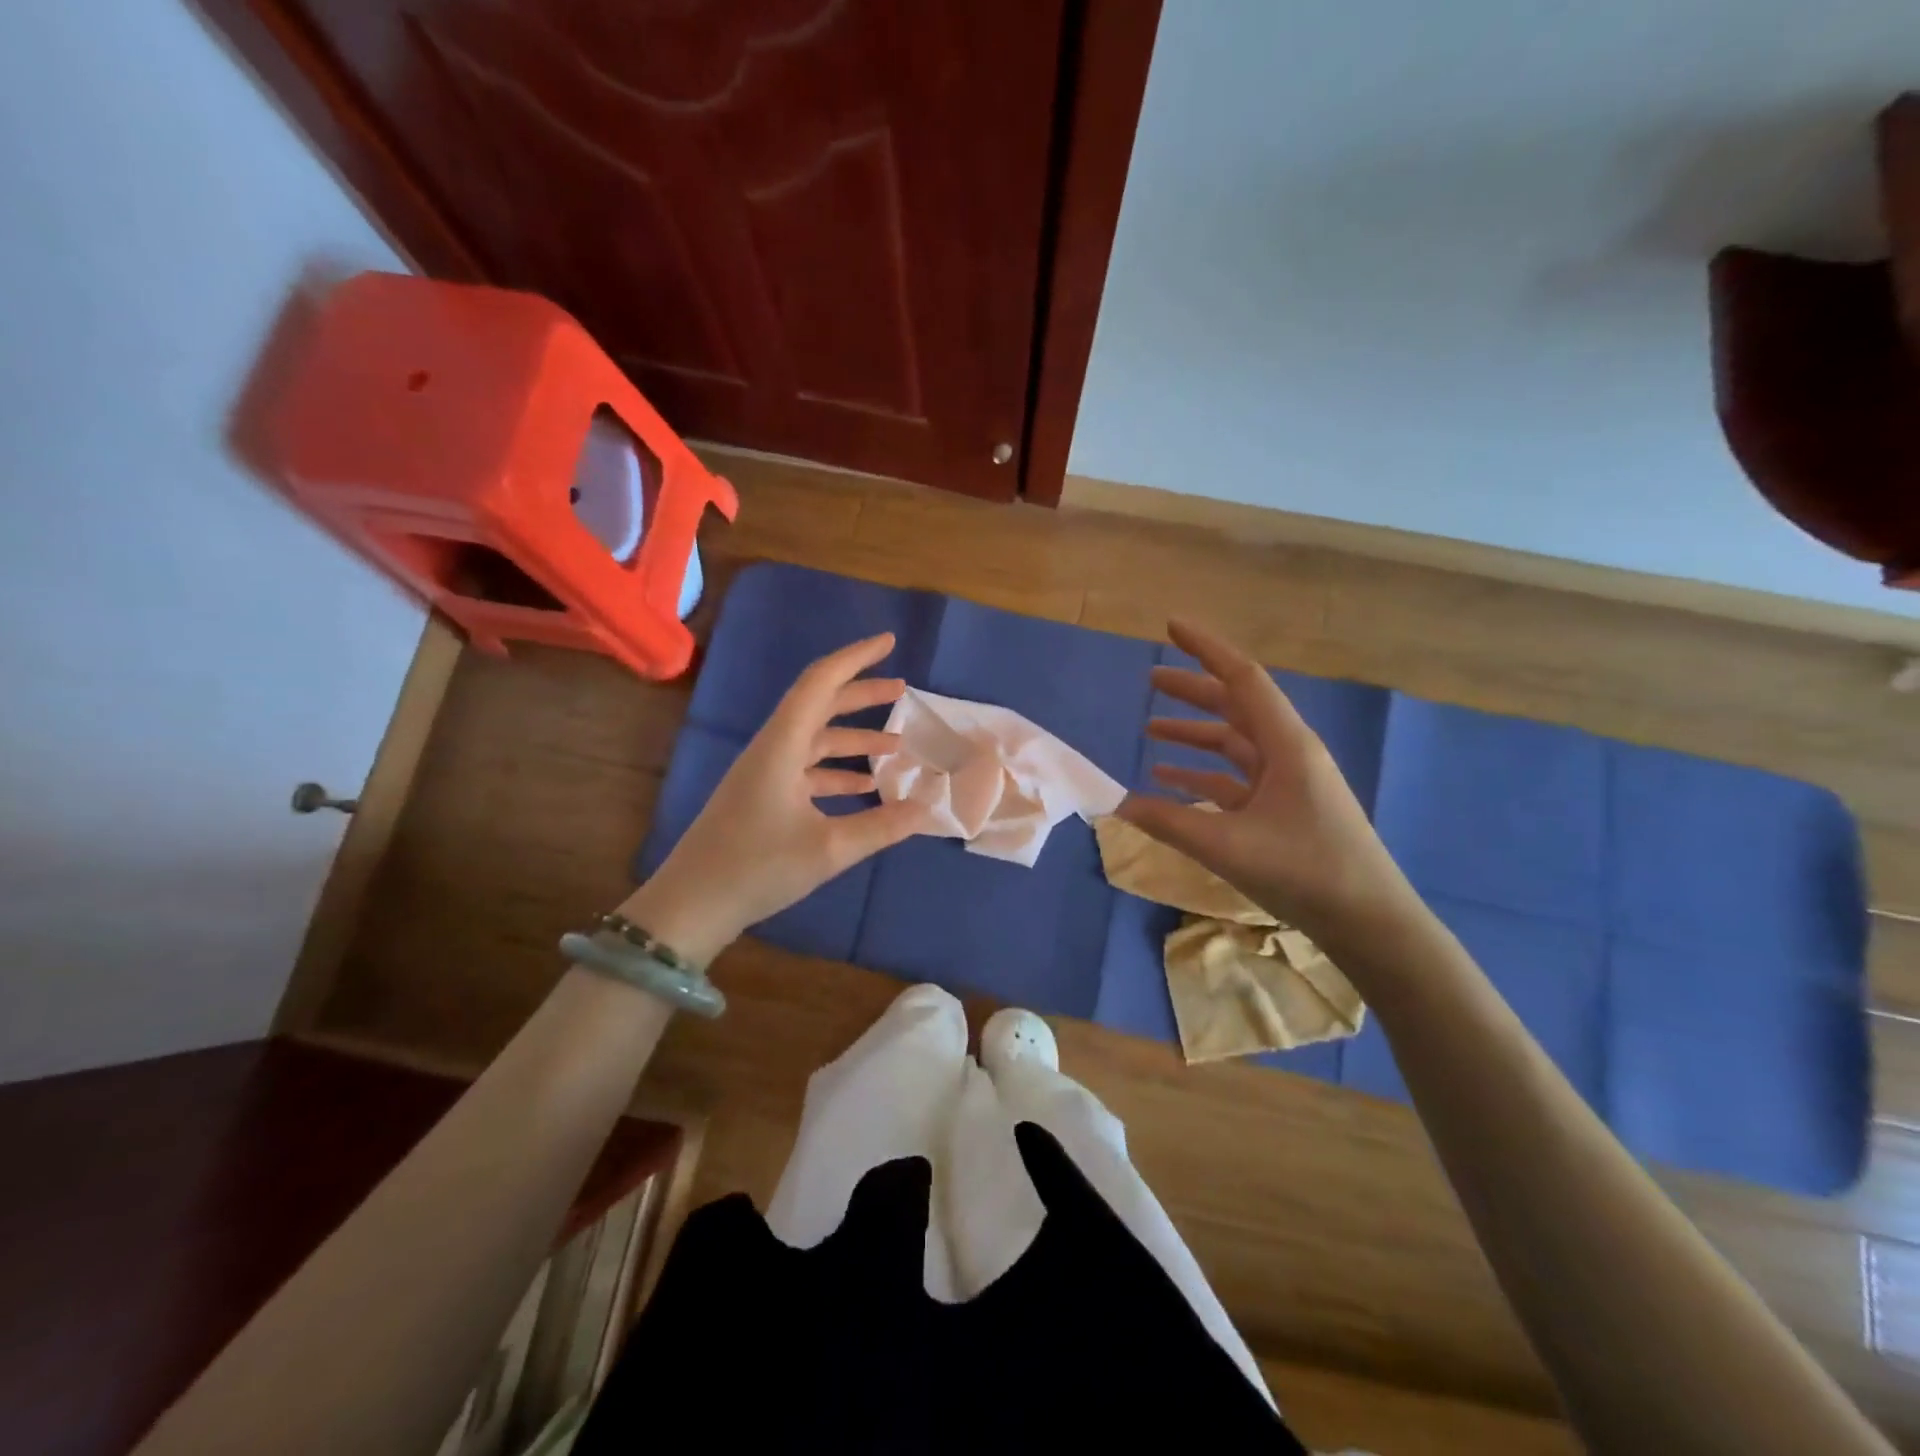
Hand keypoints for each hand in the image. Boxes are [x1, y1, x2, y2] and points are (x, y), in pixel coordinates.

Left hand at [627, 633, 926, 962]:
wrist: (690, 906)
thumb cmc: (757, 868)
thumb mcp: (829, 849)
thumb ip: (883, 826)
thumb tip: (929, 808)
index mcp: (782, 745)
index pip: (821, 682)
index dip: (856, 658)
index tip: (889, 643)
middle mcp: (772, 749)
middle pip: (820, 706)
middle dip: (862, 695)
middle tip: (902, 690)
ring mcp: (764, 774)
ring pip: (815, 740)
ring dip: (854, 737)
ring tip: (896, 744)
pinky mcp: (761, 798)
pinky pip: (806, 770)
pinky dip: (837, 771)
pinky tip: (865, 786)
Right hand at [1118, 620, 1416, 943]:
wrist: (1369, 922)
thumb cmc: (1305, 871)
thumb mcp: (1227, 845)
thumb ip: (1167, 822)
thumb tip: (1116, 803)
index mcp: (1286, 744)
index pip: (1242, 678)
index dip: (1205, 649)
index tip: (1171, 626)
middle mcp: (1288, 753)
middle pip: (1235, 706)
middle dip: (1193, 690)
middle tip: (1151, 678)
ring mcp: (1288, 782)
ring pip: (1234, 744)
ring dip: (1195, 734)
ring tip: (1151, 727)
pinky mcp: (1283, 810)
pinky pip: (1235, 780)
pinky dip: (1202, 776)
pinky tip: (1170, 782)